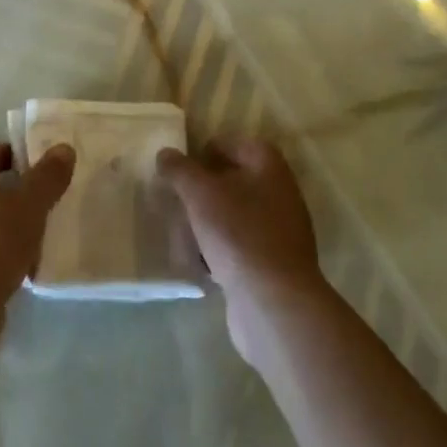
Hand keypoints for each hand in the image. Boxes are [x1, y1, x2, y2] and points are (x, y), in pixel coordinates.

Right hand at [159, 138, 325, 366]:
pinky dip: (220, 248)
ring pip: (238, 215)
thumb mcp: (200, 194)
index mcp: (270, 168)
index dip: (209, 150)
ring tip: (182, 228)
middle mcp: (281, 195)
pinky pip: (241, 246)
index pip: (239, 144)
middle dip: (206, 188)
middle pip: (238, 180)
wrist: (274, 303)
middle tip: (178, 196)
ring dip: (211, 219)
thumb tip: (166, 153)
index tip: (183, 166)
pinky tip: (200, 260)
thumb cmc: (238, 234)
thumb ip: (180, 170)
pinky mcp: (274, 265)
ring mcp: (280, 232)